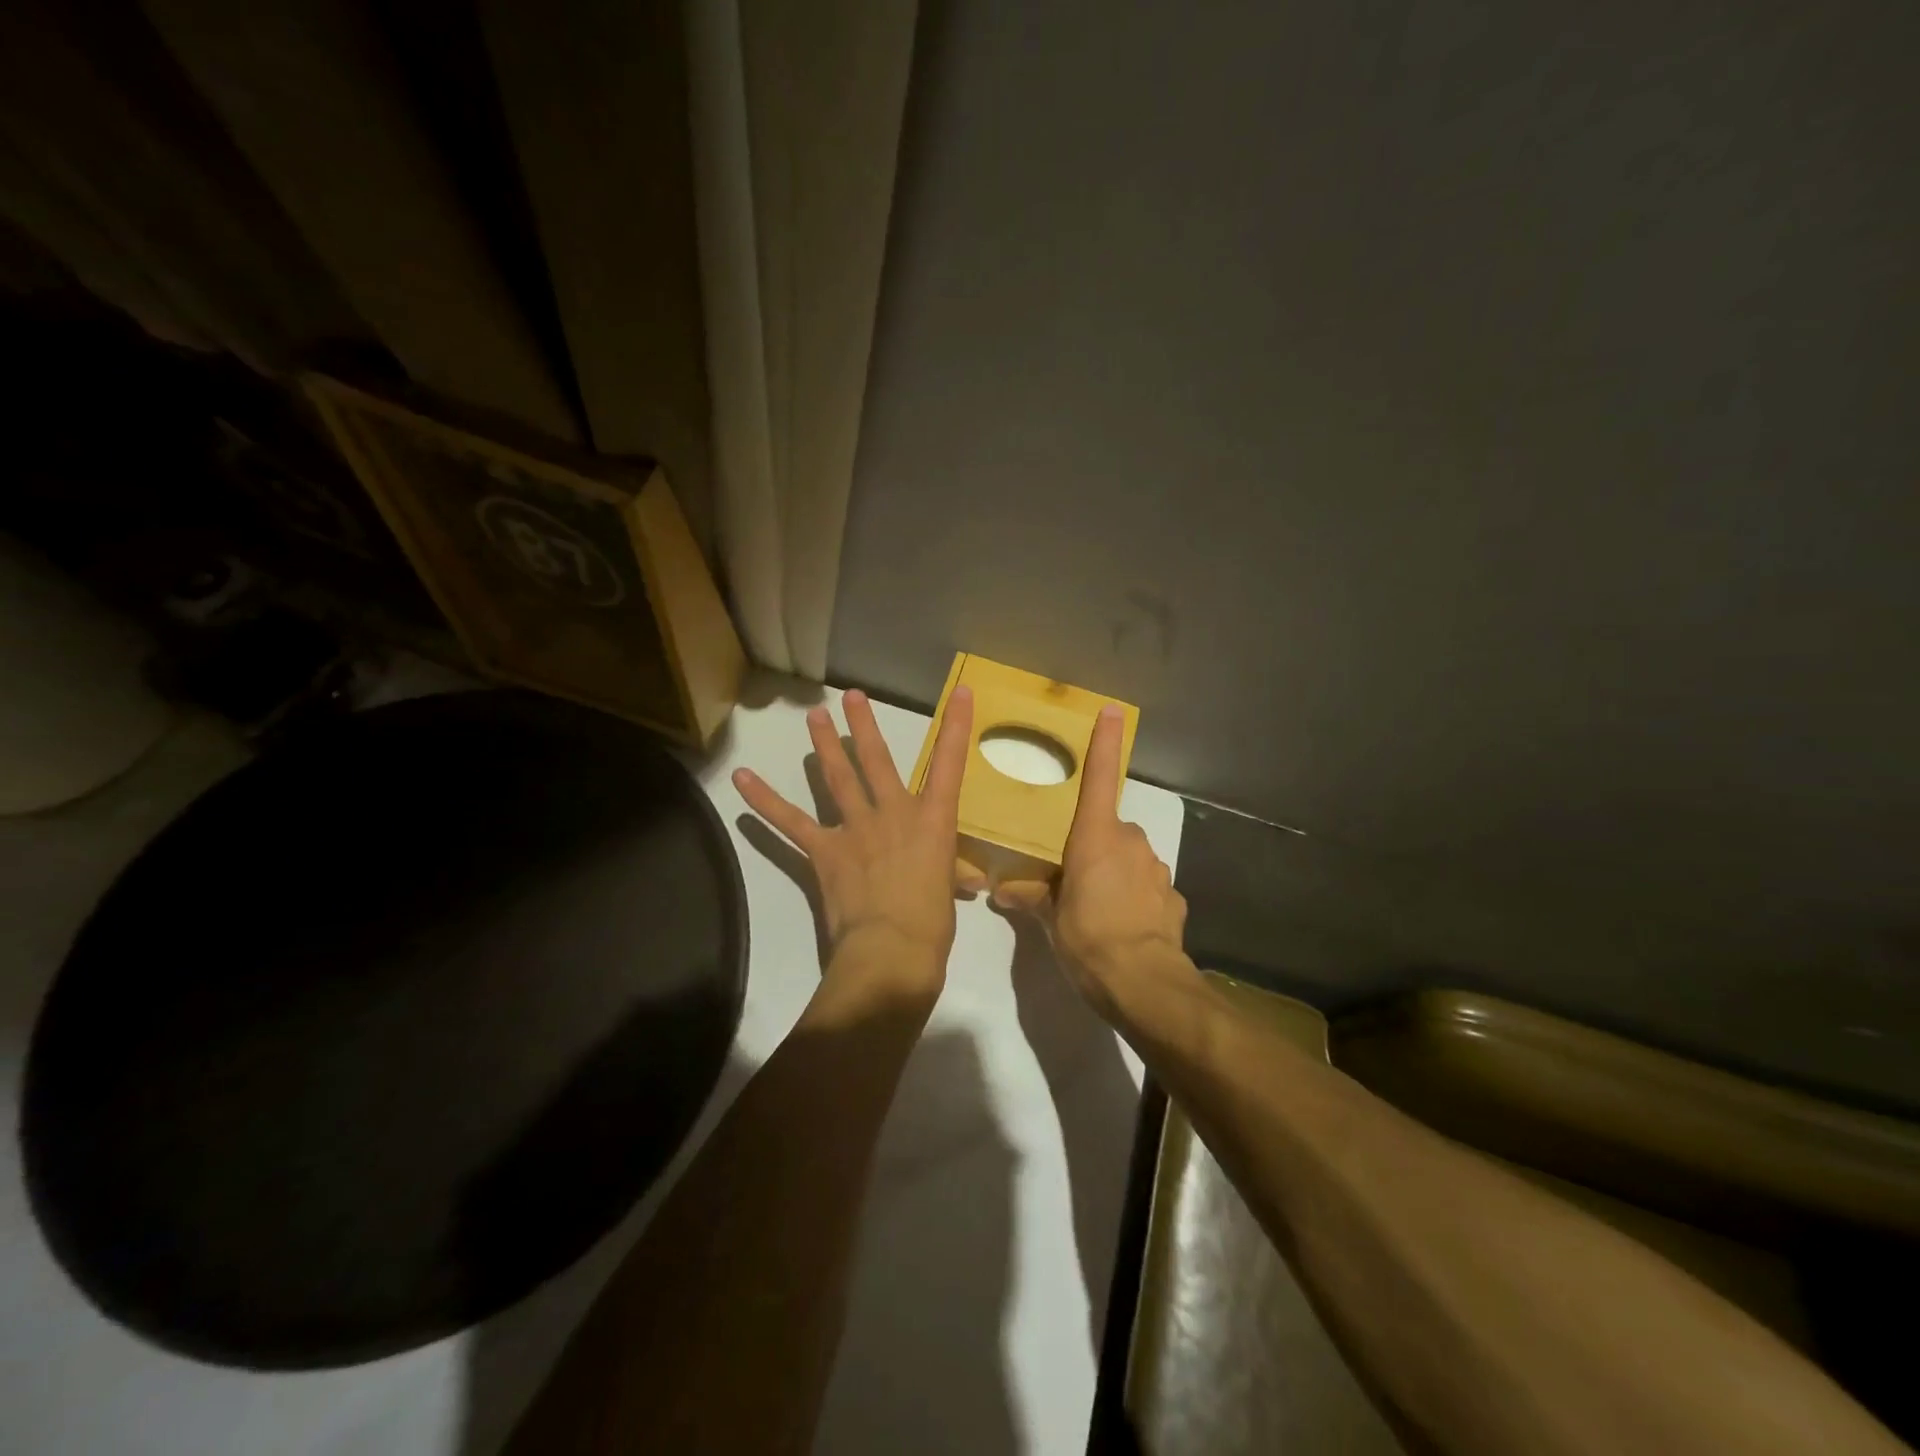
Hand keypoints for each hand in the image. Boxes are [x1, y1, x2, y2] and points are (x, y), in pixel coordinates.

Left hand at [734, 688, 973, 1004]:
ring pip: (837, 778)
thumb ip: (947, 874)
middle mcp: (894, 814)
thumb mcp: (947, 892)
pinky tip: (743, 779)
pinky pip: (790, 821)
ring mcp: (856, 828)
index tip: (961, 692)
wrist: (893, 950)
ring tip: (813, 717)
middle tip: (851, 696)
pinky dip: (765, 800)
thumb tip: (958, 881)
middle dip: (864, 725)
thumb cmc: (932, 925)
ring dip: (824, 746)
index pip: (950, 764)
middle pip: (877, 760)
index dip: (957, 726)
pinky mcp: (824, 850)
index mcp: (933, 822)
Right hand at [994, 705, 1187, 1017]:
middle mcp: (1131, 842)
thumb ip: (1032, 897)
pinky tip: (1123, 925)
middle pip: (1109, 829)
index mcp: (1096, 836)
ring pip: (1129, 858)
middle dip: (1092, 845)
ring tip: (1097, 908)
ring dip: (1113, 872)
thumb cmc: (1088, 937)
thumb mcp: (1050, 918)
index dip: (1105, 744)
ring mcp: (1156, 869)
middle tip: (1071, 877)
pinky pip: (1146, 887)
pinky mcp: (1172, 897)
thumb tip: (1005, 892)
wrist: (1143, 982)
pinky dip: (1134, 898)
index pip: (1100, 778)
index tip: (1113, 712)